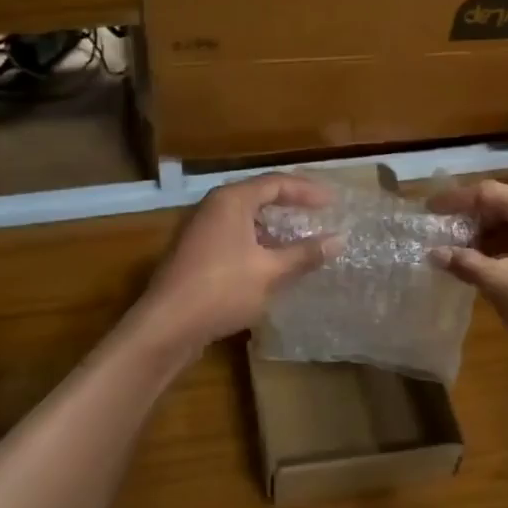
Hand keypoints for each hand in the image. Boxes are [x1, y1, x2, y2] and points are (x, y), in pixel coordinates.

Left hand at [139, 174, 339, 357]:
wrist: (168, 325)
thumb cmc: (222, 290)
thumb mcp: (271, 272)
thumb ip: (305, 254)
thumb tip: (339, 240)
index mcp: (231, 201)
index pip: (276, 183)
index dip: (307, 191)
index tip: (333, 202)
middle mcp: (213, 207)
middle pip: (258, 196)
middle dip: (290, 205)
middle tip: (319, 214)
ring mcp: (200, 230)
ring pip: (245, 219)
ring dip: (273, 227)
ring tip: (300, 239)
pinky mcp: (196, 253)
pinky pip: (234, 237)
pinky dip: (257, 243)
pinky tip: (271, 263)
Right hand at [430, 180, 507, 371]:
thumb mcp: (498, 283)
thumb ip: (465, 263)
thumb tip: (435, 253)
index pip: (487, 193)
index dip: (455, 201)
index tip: (429, 211)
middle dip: (475, 220)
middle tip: (448, 236)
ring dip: (495, 235)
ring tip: (469, 254)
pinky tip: (501, 265)